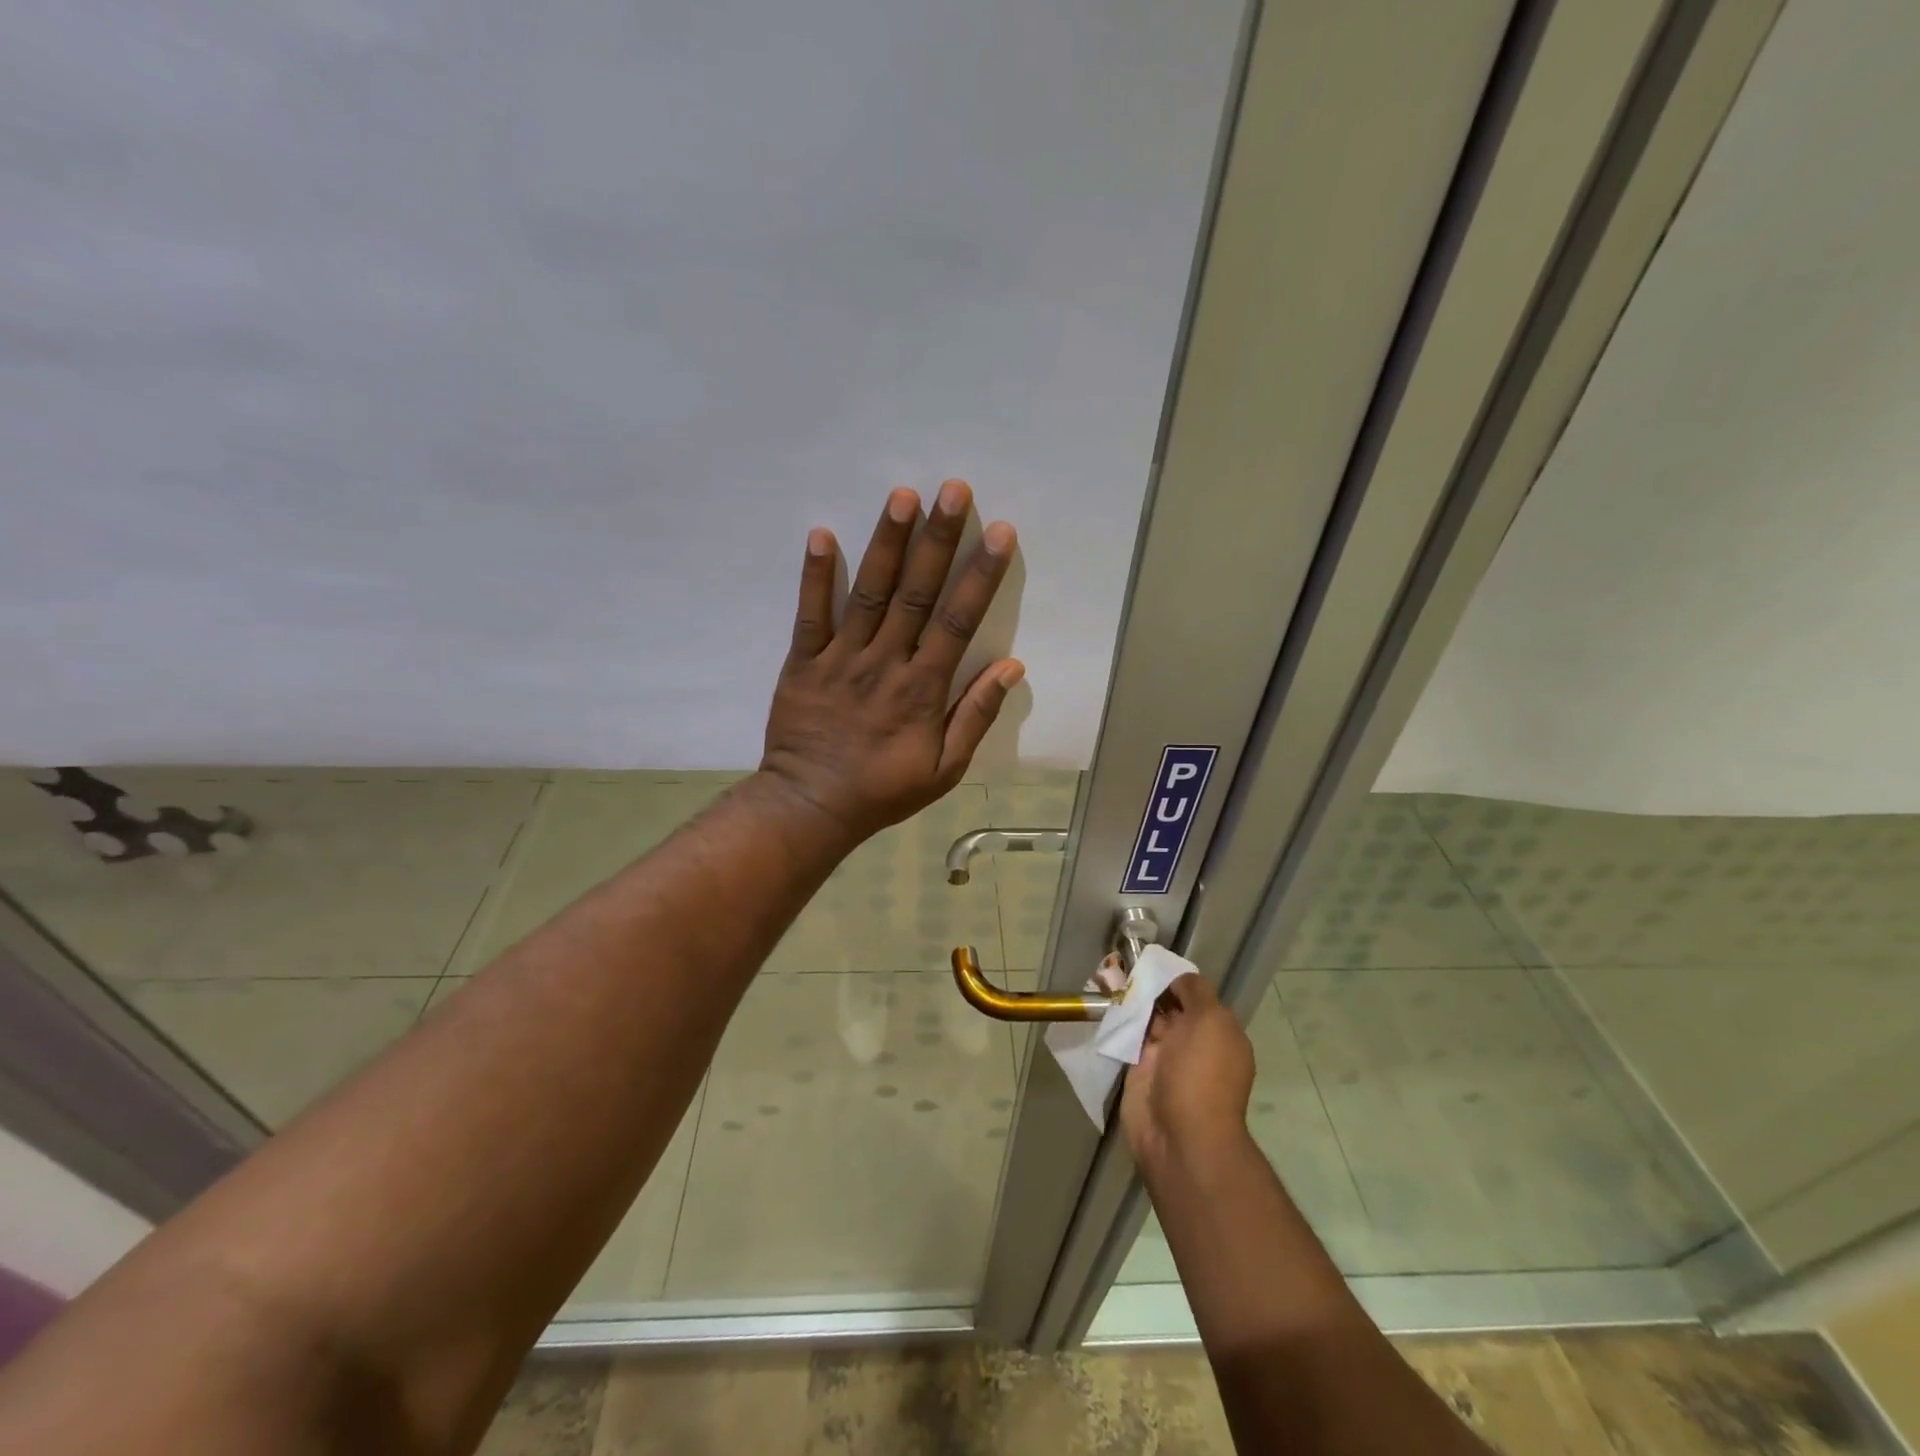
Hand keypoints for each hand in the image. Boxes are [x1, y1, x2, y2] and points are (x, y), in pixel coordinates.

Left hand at [759, 480, 1022, 845]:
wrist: (810, 806)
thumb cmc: (883, 790)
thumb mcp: (944, 768)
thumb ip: (976, 716)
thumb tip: (1012, 667)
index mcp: (922, 689)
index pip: (958, 621)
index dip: (980, 575)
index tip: (999, 533)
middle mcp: (885, 662)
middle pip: (916, 594)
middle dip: (938, 539)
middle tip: (953, 489)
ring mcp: (840, 659)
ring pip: (869, 593)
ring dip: (887, 543)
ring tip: (902, 496)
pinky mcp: (802, 662)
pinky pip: (809, 614)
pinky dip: (815, 576)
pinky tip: (822, 534)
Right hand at [1121, 974, 1255, 1176]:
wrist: (1180, 1137)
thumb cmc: (1201, 1074)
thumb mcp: (1211, 1021)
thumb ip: (1196, 992)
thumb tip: (1179, 980)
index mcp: (1219, 1032)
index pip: (1196, 996)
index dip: (1175, 980)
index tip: (1151, 964)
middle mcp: (1193, 1043)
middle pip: (1169, 1006)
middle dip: (1147, 987)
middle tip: (1120, 962)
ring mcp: (1165, 1058)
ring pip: (1145, 1020)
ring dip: (1128, 1000)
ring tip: (1104, 973)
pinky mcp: (1138, 1071)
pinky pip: (1126, 1038)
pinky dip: (1115, 1021)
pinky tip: (1100, 998)